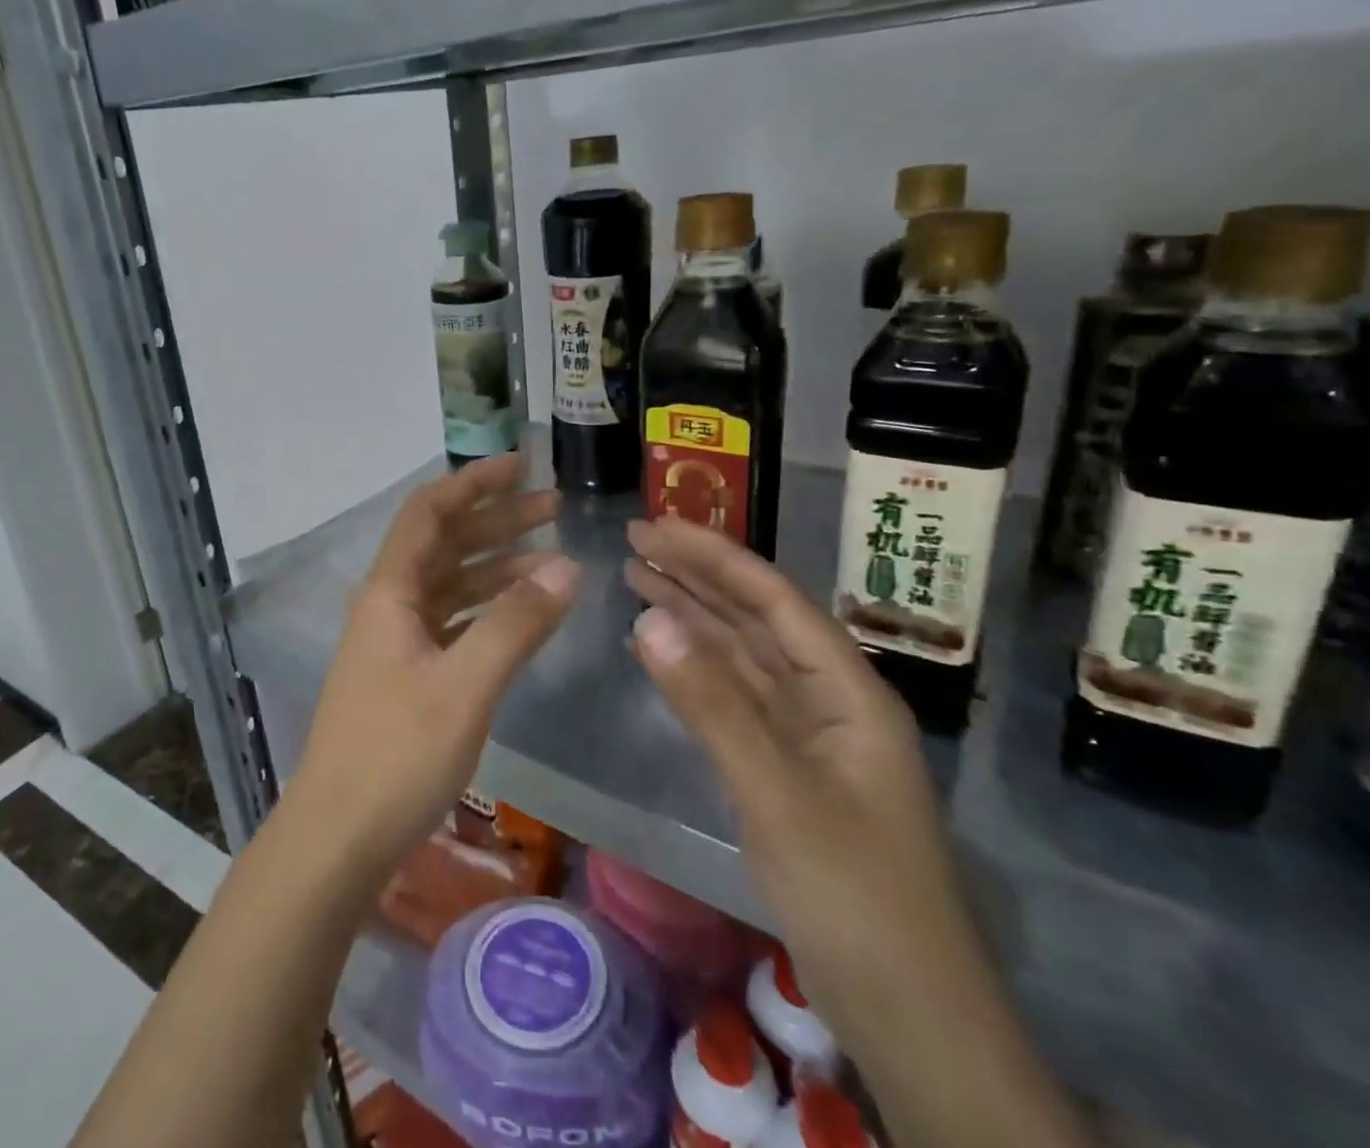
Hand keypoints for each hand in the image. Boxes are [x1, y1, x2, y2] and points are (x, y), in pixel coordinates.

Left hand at [289, 453, 578, 880]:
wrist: (338, 837)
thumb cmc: (396, 755)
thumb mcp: (464, 686)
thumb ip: (515, 624)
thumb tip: (567, 567)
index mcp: (390, 592)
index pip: (429, 512)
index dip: (472, 482)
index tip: (520, 465)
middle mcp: (388, 604)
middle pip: (444, 542)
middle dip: (495, 519)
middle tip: (552, 505)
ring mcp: (395, 640)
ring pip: (451, 582)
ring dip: (496, 564)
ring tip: (552, 557)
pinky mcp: (406, 673)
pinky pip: (452, 621)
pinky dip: (487, 608)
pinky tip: (522, 612)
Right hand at [624, 516, 977, 1038]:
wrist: (908, 1014)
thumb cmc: (854, 896)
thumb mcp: (777, 793)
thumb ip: (710, 703)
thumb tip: (647, 618)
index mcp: (846, 690)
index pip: (772, 600)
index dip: (713, 557)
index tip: (656, 527)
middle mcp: (827, 699)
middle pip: (754, 619)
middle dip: (696, 576)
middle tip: (635, 541)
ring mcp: (805, 736)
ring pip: (739, 657)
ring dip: (691, 616)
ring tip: (636, 578)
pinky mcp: (783, 768)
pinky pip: (731, 699)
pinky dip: (692, 670)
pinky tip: (657, 652)